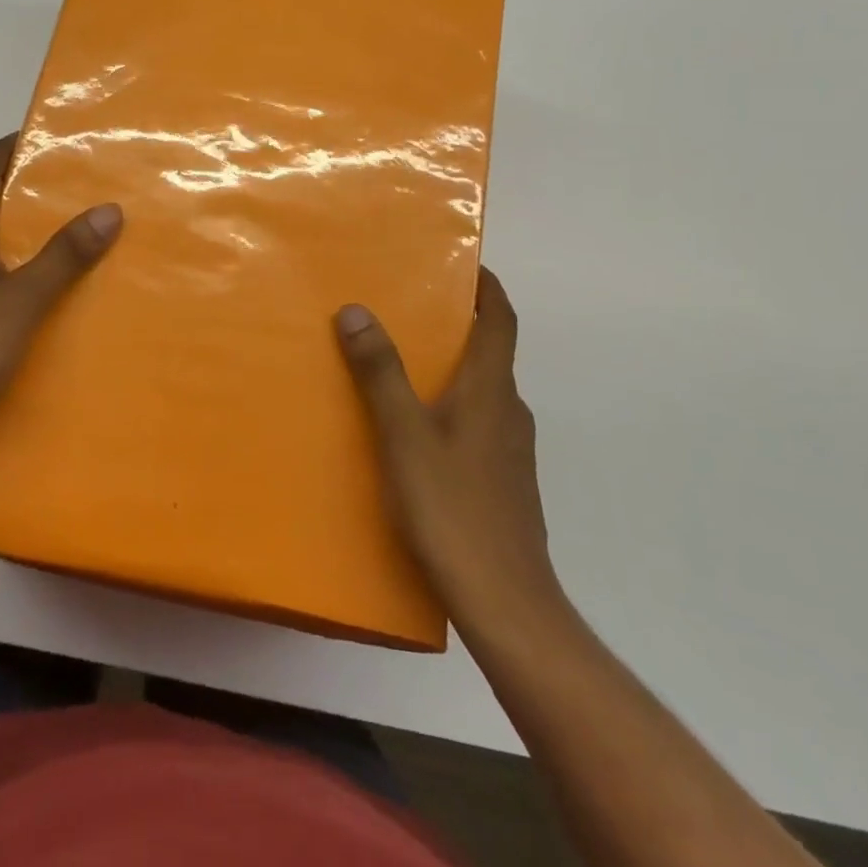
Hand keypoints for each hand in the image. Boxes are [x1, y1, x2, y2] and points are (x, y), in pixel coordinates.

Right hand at [334, 268, 563, 640]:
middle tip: (409, 309)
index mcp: (491, 389)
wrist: (506, 603)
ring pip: (482, 390)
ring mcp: (510, 449)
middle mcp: (508, 410)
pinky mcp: (504, 481)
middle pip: (490, 352)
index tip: (466, 263)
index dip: (487, 287)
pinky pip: (477, 423)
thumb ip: (380, 373)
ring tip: (402, 365)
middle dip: (457, 324)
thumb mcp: (404, 435)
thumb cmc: (453, 508)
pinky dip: (451, 405)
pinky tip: (415, 431)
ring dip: (451, 367)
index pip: (501, 320)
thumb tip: (357, 310)